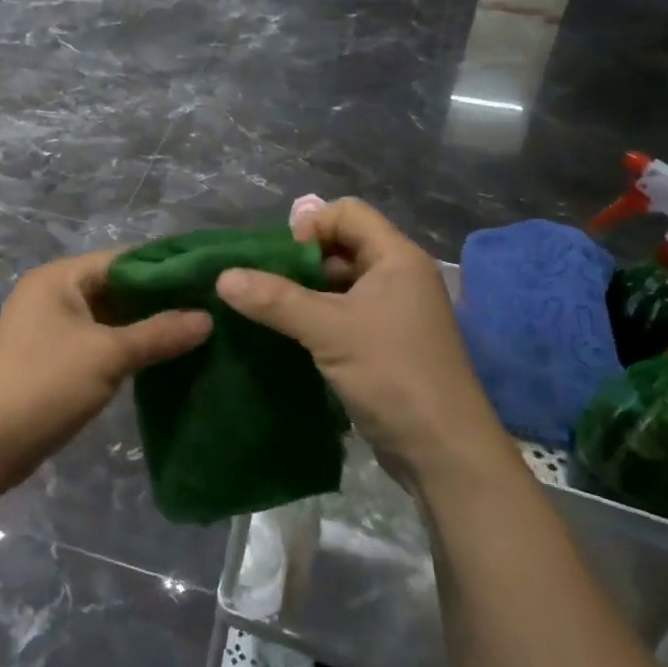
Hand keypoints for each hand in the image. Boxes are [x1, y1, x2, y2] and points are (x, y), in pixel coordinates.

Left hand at [0, 251, 211, 494]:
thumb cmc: (45, 383)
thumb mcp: (108, 355)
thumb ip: (159, 333)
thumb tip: (207, 318)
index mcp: (60, 277)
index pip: (122, 259)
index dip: (165, 268)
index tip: (207, 280)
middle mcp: (52, 294)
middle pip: (115, 287)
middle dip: (157, 300)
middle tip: (208, 309)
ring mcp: (49, 328)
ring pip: (107, 317)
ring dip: (143, 326)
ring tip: (194, 333)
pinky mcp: (50, 359)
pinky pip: (97, 342)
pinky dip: (125, 347)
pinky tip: (159, 359)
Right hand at [214, 199, 518, 489]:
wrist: (444, 453)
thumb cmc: (393, 375)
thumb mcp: (329, 331)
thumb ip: (275, 300)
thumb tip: (223, 276)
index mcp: (396, 258)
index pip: (347, 213)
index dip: (310, 227)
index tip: (280, 261)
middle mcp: (399, 277)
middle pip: (341, 246)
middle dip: (299, 262)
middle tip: (264, 286)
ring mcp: (394, 313)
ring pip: (340, 284)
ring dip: (303, 293)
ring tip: (266, 312)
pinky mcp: (386, 344)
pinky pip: (344, 315)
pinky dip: (315, 319)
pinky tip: (287, 337)